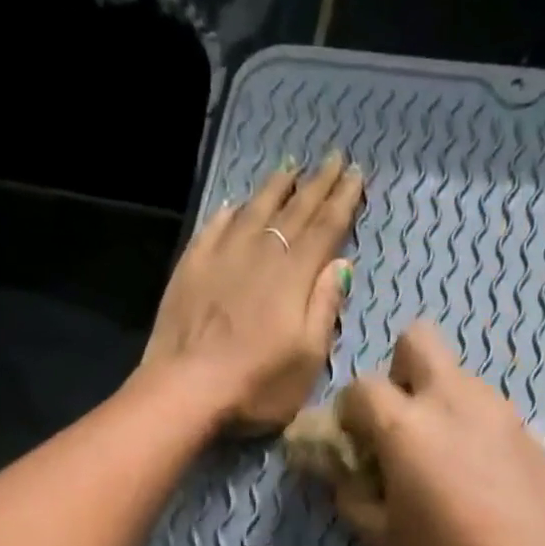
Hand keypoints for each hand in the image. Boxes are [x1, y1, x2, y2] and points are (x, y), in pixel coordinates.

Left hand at [141, 151, 363, 431]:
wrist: (187, 388)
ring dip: (276, 187)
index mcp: (294, 275)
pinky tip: (237, 206)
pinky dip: (232, 212)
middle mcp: (261, 253)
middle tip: (334, 158)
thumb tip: (340, 264)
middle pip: (294, 211)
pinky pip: (217, 226)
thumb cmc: (258, 384)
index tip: (357, 173)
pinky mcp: (192, 265)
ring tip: (290, 167)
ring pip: (255, 209)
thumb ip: (324, 308)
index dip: (343, 200)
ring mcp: (222, 255)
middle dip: (317, 184)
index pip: (325, 228)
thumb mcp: (308, 359)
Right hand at [333, 323, 544, 545]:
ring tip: (441, 456)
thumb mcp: (385, 538)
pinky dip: (469, 422)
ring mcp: (494, 407)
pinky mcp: (524, 426)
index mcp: (406, 425)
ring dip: (437, 399)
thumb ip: (352, 497)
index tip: (355, 446)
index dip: (350, 415)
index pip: (361, 388)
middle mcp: (450, 398)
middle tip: (401, 425)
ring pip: (456, 374)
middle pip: (416, 340)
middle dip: (399, 372)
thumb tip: (342, 476)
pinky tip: (476, 470)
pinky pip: (485, 405)